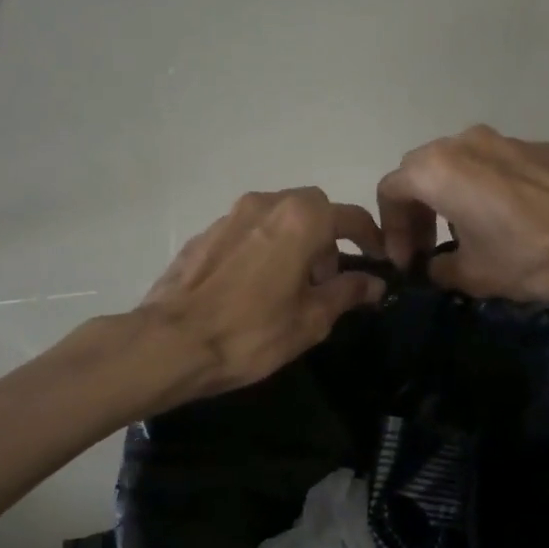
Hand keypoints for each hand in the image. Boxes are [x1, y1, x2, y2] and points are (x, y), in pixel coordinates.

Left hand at [139, 189, 385, 402]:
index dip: (370, 238)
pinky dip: (264, 247)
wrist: (169, 343)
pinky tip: (255, 286)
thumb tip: (374, 283)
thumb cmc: (251, 332)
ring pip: (278, 216)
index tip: (379, 260)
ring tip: (291, 284)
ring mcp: (230, 215)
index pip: (350, 217)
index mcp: (300, 219)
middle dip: (328, 236)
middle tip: (327, 278)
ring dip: (294, 240)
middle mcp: (266, 204)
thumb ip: (347, 292)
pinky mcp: (204, 234)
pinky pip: (249, 231)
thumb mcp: (311, 319)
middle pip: (312, 209)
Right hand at [376, 127, 548, 301]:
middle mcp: (464, 142)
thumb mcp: (476, 275)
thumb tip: (436, 266)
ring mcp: (504, 139)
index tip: (407, 262)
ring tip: (466, 236)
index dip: (391, 230)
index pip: (391, 190)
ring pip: (458, 165)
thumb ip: (440, 269)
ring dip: (449, 198)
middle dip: (416, 211)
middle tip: (427, 250)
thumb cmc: (533, 255)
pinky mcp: (537, 146)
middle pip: (421, 171)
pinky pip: (493, 165)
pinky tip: (507, 222)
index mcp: (438, 169)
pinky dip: (483, 189)